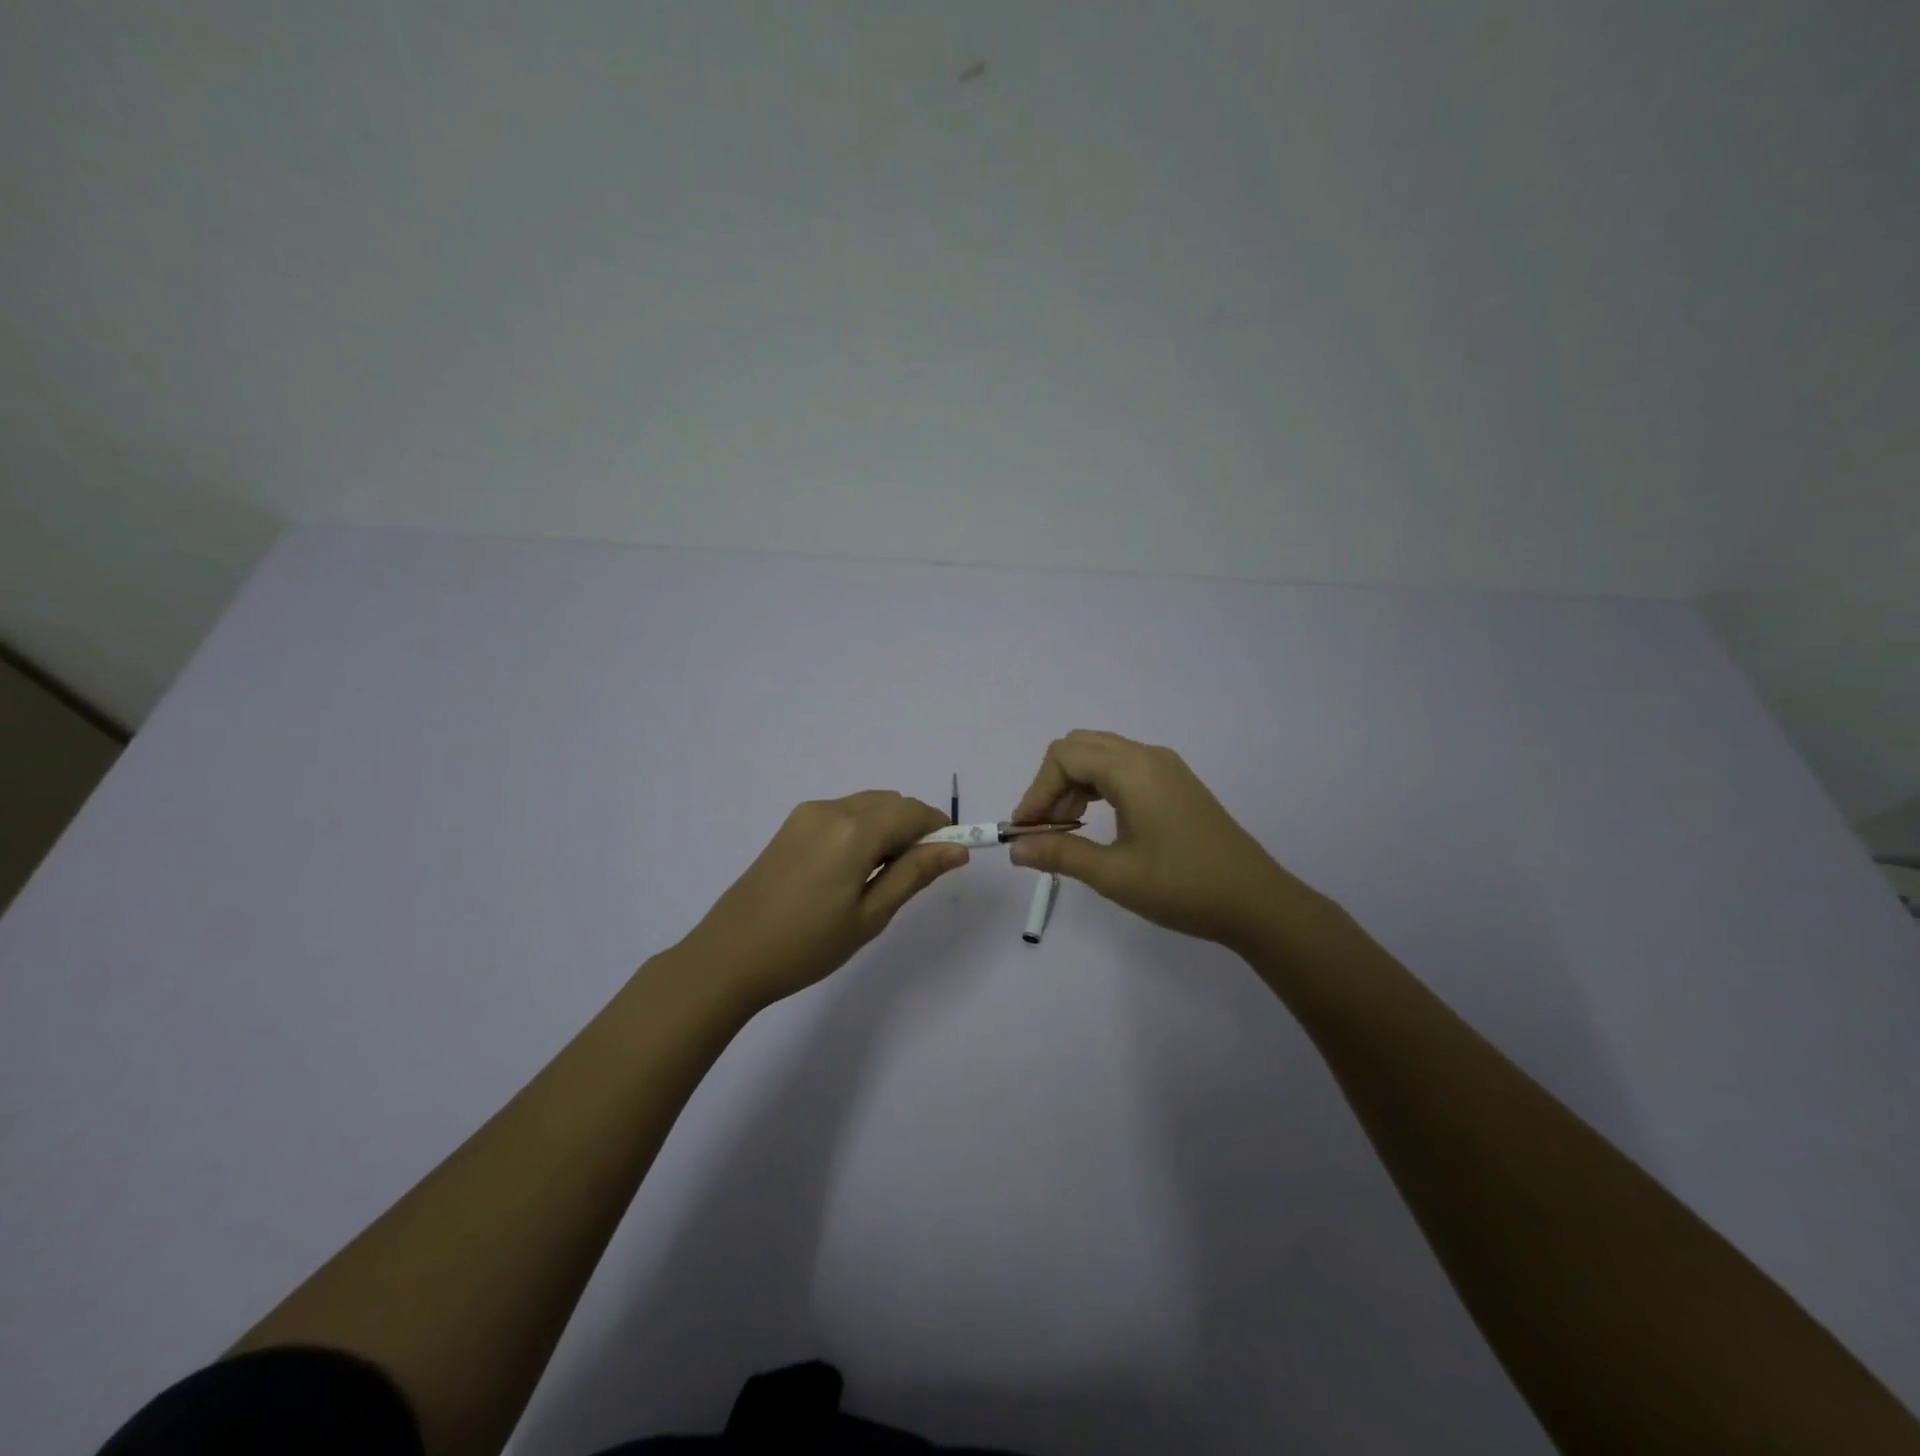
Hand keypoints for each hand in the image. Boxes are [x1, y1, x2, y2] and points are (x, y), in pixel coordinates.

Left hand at [673, 791, 967, 1011]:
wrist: (729, 956)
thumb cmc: (807, 945)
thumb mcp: (870, 915)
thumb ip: (914, 874)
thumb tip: (957, 849)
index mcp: (854, 830)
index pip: (914, 812)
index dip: (940, 828)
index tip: (951, 856)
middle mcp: (831, 809)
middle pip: (891, 802)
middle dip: (914, 827)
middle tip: (916, 873)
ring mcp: (807, 814)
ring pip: (867, 805)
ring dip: (888, 826)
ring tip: (883, 875)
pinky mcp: (791, 825)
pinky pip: (843, 813)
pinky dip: (863, 828)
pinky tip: (853, 868)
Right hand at [1008, 730, 1314, 951]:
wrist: (1257, 903)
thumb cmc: (1183, 887)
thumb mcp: (1114, 875)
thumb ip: (1060, 854)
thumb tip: (1015, 848)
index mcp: (1133, 769)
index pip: (1064, 757)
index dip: (1036, 791)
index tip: (1024, 831)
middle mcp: (1148, 756)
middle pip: (1080, 747)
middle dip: (1052, 784)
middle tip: (1046, 829)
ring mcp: (1165, 768)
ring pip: (1101, 756)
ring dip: (1074, 786)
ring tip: (1068, 831)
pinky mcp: (1175, 784)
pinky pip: (1123, 769)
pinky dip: (1098, 788)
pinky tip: (1098, 824)